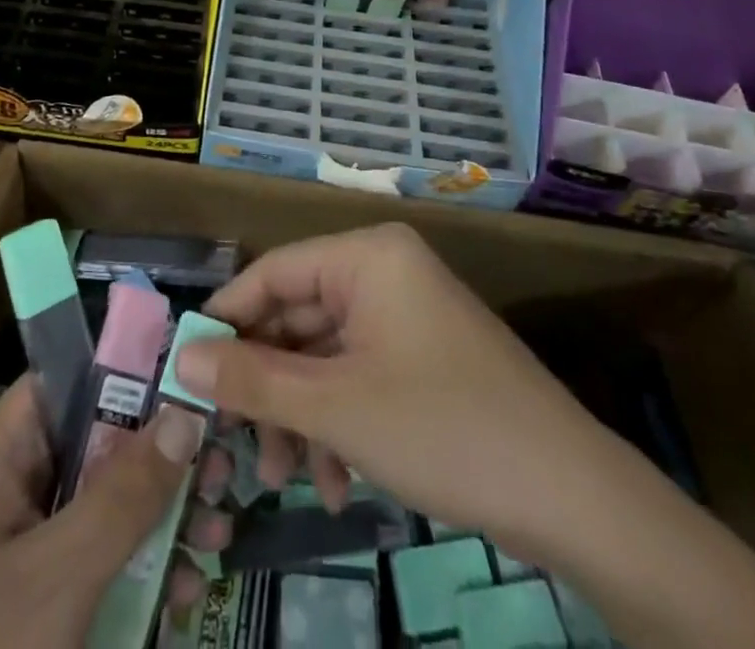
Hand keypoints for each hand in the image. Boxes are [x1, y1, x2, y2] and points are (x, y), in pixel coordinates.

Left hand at [0, 378, 203, 647]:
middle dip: (163, 457)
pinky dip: (144, 566)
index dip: (129, 370)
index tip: (192, 382)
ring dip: (164, 515)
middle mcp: (10, 484)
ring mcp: (24, 544)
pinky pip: (100, 557)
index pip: (68, 378)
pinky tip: (188, 590)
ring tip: (220, 532)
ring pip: (107, 501)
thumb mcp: (59, 576)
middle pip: (98, 440)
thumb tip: (186, 414)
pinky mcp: (38, 597)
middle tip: (221, 471)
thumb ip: (125, 495)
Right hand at [171, 223, 617, 561]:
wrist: (572, 497)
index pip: (273, 272)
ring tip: (284, 478)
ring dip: (300, 414)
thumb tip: (182, 356)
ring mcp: (406, 316)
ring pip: (325, 355)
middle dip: (267, 385)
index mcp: (366, 257)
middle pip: (298, 317)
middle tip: (233, 443)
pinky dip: (338, 423)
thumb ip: (253, 378)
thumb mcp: (337, 407)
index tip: (187, 371)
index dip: (227, 319)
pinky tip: (334, 482)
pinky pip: (358, 376)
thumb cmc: (444, 428)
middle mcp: (384, 272)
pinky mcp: (422, 359)